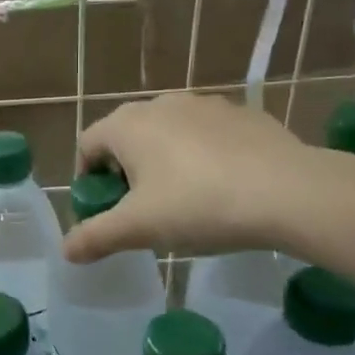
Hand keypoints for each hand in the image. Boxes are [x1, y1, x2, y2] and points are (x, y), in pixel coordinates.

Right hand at [62, 95, 315, 263]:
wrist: (289, 192)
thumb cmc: (198, 205)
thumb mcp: (139, 228)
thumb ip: (96, 237)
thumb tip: (66, 250)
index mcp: (127, 125)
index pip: (87, 144)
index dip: (88, 179)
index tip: (105, 209)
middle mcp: (161, 103)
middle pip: (127, 137)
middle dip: (126, 171)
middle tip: (142, 209)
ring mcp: (205, 104)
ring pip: (168, 133)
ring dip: (165, 161)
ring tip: (185, 200)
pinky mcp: (243, 114)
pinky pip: (207, 135)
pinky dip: (203, 156)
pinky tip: (224, 187)